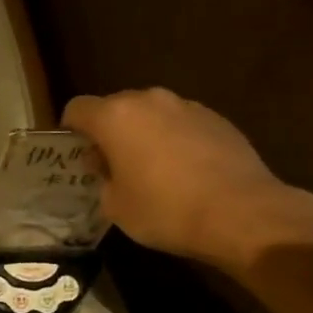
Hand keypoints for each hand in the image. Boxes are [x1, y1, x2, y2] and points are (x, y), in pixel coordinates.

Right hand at [63, 88, 311, 271]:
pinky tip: (185, 172)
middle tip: (112, 166)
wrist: (241, 213)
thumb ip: (102, 178)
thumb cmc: (165, 210)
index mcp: (115, 117)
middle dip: (109, 131)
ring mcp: (186, 106)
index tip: (77, 155)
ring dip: (144, 134)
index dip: (71, 130)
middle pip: (115, 107)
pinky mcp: (217, 118)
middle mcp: (149, 100)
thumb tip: (107, 165)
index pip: (77, 108)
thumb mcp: (115, 206)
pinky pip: (181, 124)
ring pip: (151, 114)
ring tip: (152, 169)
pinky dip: (174, 140)